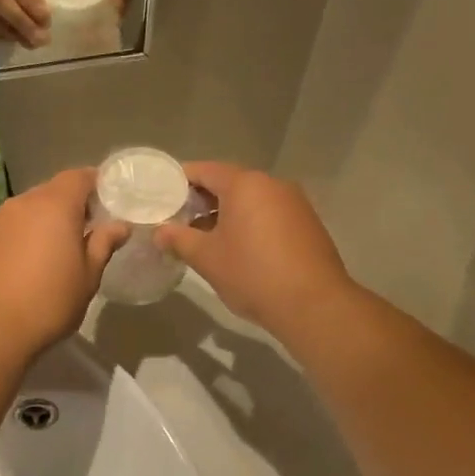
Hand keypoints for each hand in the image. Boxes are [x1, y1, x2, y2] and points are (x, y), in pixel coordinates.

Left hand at [0, 169, 128, 361]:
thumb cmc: (50, 303)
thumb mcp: (88, 276)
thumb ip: (104, 244)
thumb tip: (120, 225)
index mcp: (54, 206)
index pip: (79, 176)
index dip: (95, 184)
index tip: (108, 202)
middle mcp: (22, 204)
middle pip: (52, 190)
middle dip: (70, 204)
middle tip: (86, 230)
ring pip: (27, 209)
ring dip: (43, 221)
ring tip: (54, 250)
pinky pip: (8, 228)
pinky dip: (21, 237)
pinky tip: (24, 266)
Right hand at [155, 163, 355, 334]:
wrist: (314, 304)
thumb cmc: (253, 274)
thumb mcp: (207, 258)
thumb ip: (179, 239)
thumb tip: (160, 232)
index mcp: (245, 184)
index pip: (205, 170)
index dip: (180, 181)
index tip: (163, 198)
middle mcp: (273, 184)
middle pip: (230, 183)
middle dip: (203, 200)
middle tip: (180, 221)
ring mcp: (295, 203)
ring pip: (252, 200)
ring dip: (228, 214)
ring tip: (206, 238)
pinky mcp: (308, 224)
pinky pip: (271, 214)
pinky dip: (251, 224)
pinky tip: (240, 249)